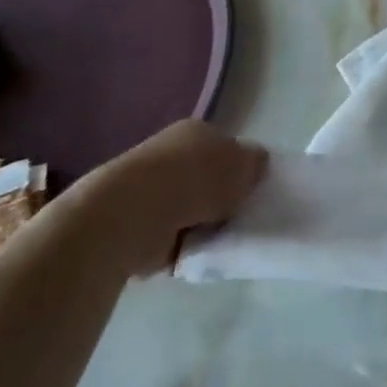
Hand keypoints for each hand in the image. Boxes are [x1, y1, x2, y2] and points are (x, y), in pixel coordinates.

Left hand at [60, 119, 267, 277]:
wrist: (132, 214)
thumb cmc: (195, 178)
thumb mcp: (244, 163)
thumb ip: (255, 163)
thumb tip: (255, 165)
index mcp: (195, 132)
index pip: (224, 147)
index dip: (240, 168)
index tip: (252, 190)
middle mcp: (170, 154)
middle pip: (206, 178)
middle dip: (221, 198)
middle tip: (240, 217)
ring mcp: (149, 190)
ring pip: (189, 209)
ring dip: (202, 224)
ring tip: (220, 240)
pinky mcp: (136, 225)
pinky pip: (172, 238)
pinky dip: (183, 247)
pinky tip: (196, 254)